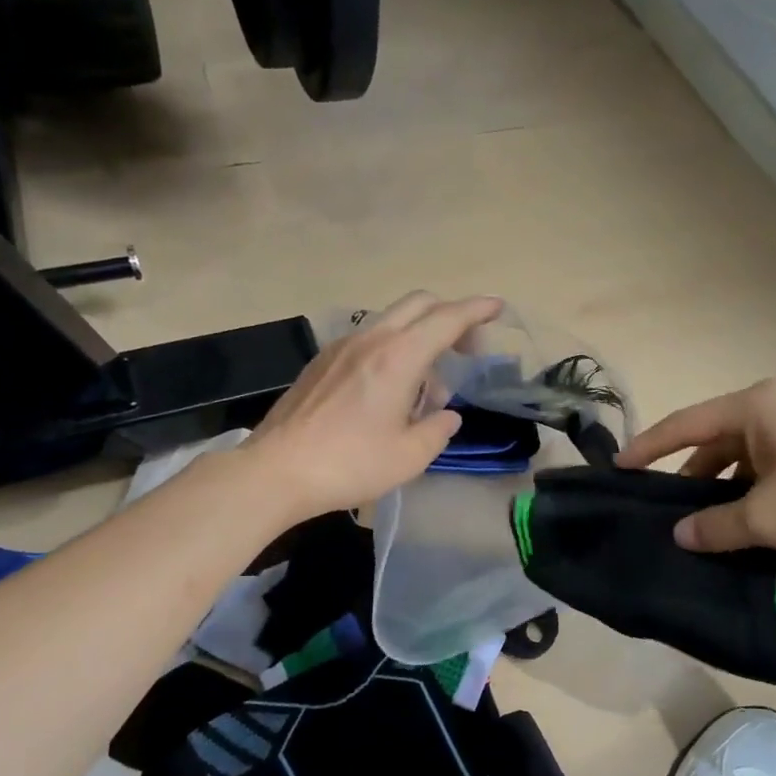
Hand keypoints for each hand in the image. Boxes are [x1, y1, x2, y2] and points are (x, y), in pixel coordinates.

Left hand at [246, 292, 503, 520]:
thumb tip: (446, 416)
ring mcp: (341, 347)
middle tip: (469, 347)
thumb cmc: (350, 464)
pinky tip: (390, 389)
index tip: (498, 308)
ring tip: (428, 383)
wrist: (277, 471)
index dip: (477, 310)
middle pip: (419, 304)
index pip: (447, 319)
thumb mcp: (409, 456)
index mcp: (398, 357)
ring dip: (420, 336)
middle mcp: (370, 339)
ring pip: (392, 321)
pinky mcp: (322, 362)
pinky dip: (393, 349)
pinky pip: (369, 339)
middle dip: (451, 315)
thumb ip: (437, 430)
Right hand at [619, 378, 775, 570]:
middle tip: (657, 514)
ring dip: (721, 498)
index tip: (618, 469)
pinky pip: (767, 480)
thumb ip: (716, 525)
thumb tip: (680, 534)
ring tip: (695, 534)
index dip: (649, 447)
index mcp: (757, 408)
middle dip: (687, 480)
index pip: (685, 424)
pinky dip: (749, 505)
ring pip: (741, 467)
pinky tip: (736, 537)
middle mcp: (775, 414)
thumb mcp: (767, 517)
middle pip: (712, 445)